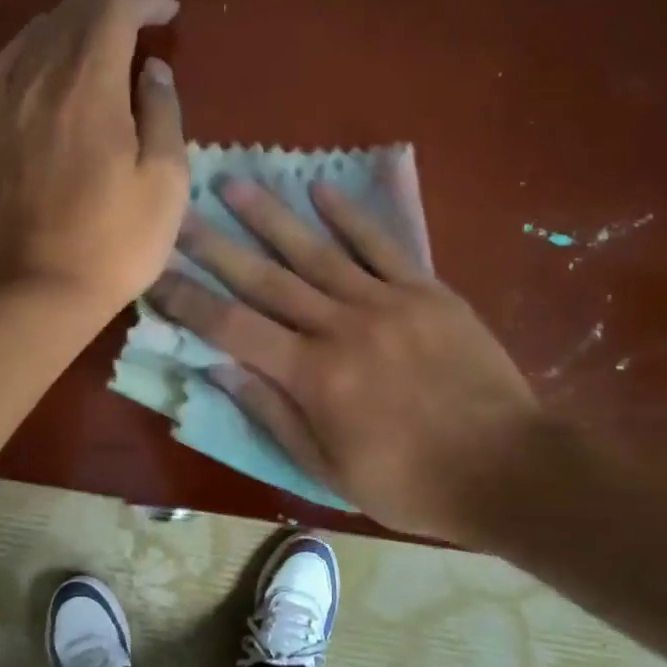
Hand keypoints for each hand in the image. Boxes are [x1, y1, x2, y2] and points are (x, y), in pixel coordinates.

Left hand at [0, 0, 187, 314]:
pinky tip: (39, 34)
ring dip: (70, 4)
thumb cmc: (117, 240)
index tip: (171, 7)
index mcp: (90, 89)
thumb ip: (163, 114)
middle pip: (75, 14)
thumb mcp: (165, 181)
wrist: (41, 288)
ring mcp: (12, 103)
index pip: (113, 15)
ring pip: (40, 30)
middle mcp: (44, 81)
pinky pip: (8, 61)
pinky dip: (29, 36)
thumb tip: (153, 69)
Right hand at [149, 178, 537, 539]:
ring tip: (236, 183)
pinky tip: (320, 188)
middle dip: (216, 244)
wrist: (510, 469)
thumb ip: (272, 414)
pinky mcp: (427, 290)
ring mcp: (387, 301)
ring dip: (271, 216)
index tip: (157, 272)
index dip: (190, 300)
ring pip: (317, 250)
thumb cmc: (412, 482)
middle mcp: (341, 326)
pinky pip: (381, 245)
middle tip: (181, 211)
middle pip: (266, 278)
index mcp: (314, 375)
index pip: (233, 327)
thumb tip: (217, 369)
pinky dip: (349, 216)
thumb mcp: (330, 469)